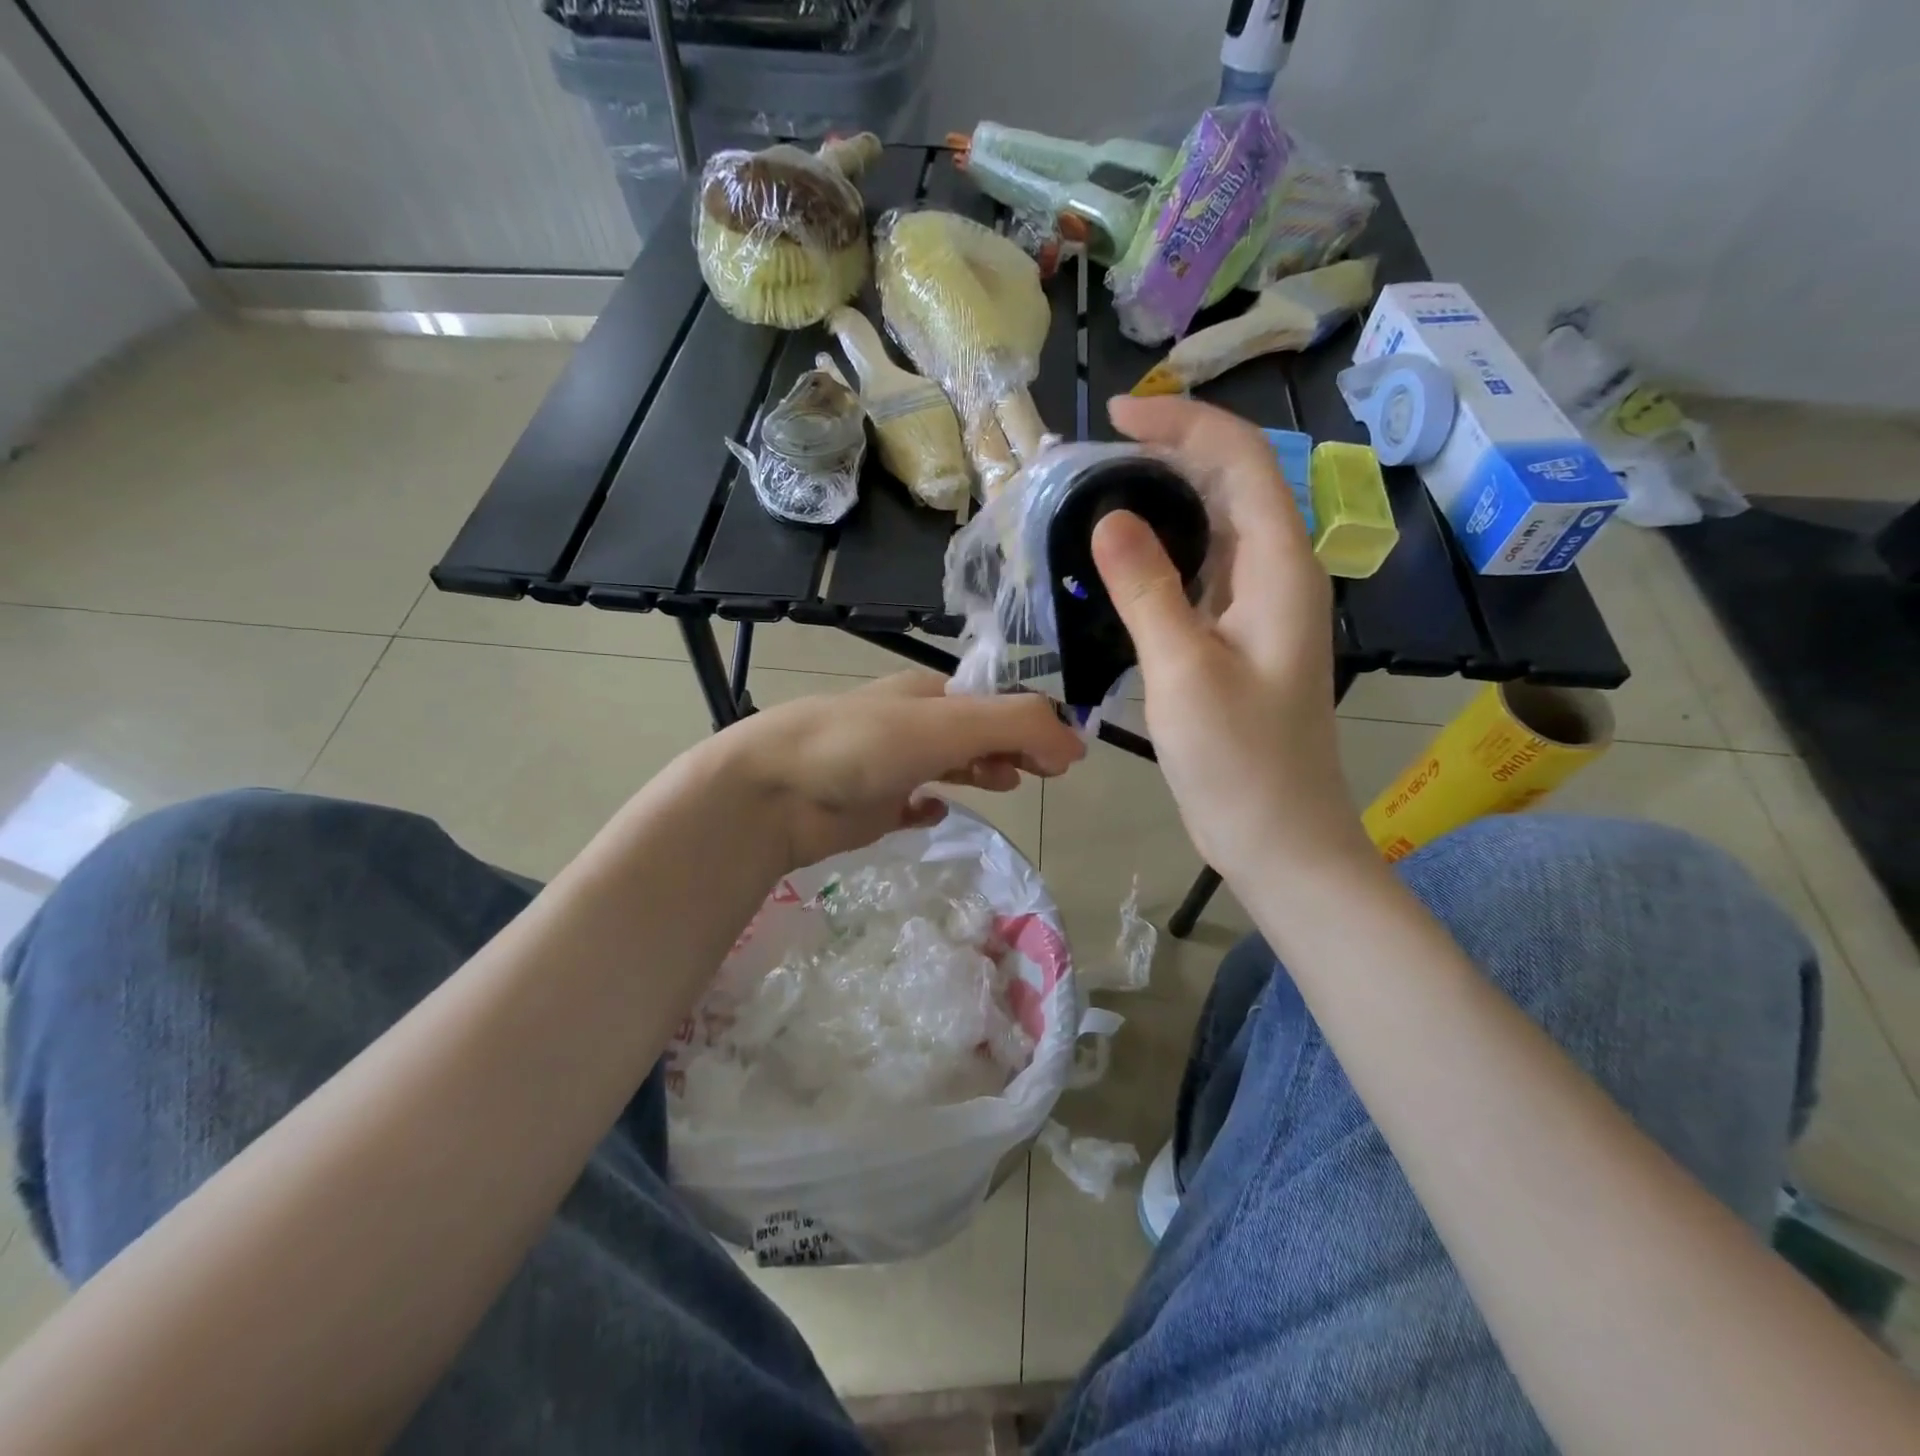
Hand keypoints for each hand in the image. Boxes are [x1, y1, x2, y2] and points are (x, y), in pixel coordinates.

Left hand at [716, 671, 1085, 871]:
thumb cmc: (863, 746)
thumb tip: (1076, 744)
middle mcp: (910, 725)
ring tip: (1006, 785)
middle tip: (1045, 774)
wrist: (774, 791)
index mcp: (928, 694)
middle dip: (1012, 746)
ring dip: (980, 770)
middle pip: (975, 732)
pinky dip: (928, 806)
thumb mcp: (947, 725)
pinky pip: (909, 804)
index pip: (997, 703)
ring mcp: (888, 766)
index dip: (1035, 724)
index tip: (1066, 758)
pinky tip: (935, 813)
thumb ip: (1015, 726)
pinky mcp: (869, 806)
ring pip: (947, 764)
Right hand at [1093, 395, 1371, 878]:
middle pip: (1231, 486)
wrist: (1279, 839)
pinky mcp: (1238, 640)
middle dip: (1168, 456)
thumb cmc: (1238, 761)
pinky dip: (1162, 555)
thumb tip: (1109, 516)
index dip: (1181, 426)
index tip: (1115, 417)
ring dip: (1163, 503)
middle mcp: (1278, 575)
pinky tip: (1120, 564)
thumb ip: (1147, 588)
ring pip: (1214, 530)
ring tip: (1097, 497)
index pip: (1240, 461)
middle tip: (1092, 459)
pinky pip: (1202, 574)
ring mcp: (1260, 609)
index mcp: (1280, 568)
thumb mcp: (1184, 670)